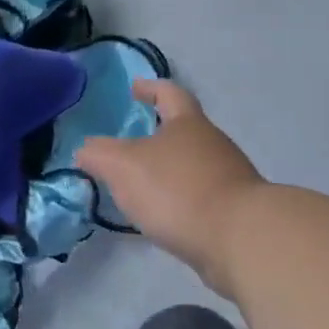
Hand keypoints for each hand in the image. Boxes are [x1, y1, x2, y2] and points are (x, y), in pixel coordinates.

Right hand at [76, 80, 263, 293]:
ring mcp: (230, 179)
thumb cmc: (178, 189)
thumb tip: (85, 150)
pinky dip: (180, 202)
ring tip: (140, 188)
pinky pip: (201, 198)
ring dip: (168, 172)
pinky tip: (163, 217)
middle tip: (128, 146)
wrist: (243, 240)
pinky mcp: (237, 213)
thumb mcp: (122, 166)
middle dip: (158, 135)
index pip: (169, 93)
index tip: (134, 88)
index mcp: (188, 123)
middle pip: (184, 131)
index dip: (151, 88)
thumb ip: (98, 154)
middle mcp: (213, 144)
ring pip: (193, 166)